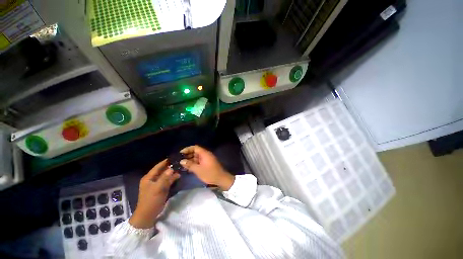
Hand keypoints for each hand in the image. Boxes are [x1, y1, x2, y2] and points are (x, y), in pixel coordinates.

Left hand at [129, 159, 179, 228]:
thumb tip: (171, 168)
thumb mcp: (158, 188)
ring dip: (172, 172)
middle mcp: (152, 179)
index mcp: (148, 178)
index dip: (165, 161)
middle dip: (170, 166)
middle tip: (179, 162)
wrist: (148, 215)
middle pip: (162, 170)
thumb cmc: (151, 201)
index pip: (158, 166)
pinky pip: (167, 181)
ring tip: (181, 167)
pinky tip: (178, 175)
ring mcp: (156, 184)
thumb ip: (165, 178)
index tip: (174, 157)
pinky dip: (172, 178)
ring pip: (165, 175)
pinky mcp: (160, 188)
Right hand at [180, 145, 234, 190]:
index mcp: (205, 153)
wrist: (221, 179)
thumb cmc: (210, 173)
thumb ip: (190, 165)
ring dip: (190, 160)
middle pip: (195, 152)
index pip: (195, 147)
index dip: (187, 149)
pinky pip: (199, 161)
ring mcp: (207, 159)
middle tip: (179, 160)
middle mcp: (206, 155)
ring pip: (197, 157)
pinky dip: (194, 163)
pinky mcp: (207, 164)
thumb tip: (181, 161)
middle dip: (187, 155)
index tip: (180, 154)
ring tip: (182, 165)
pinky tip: (188, 168)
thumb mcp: (198, 170)